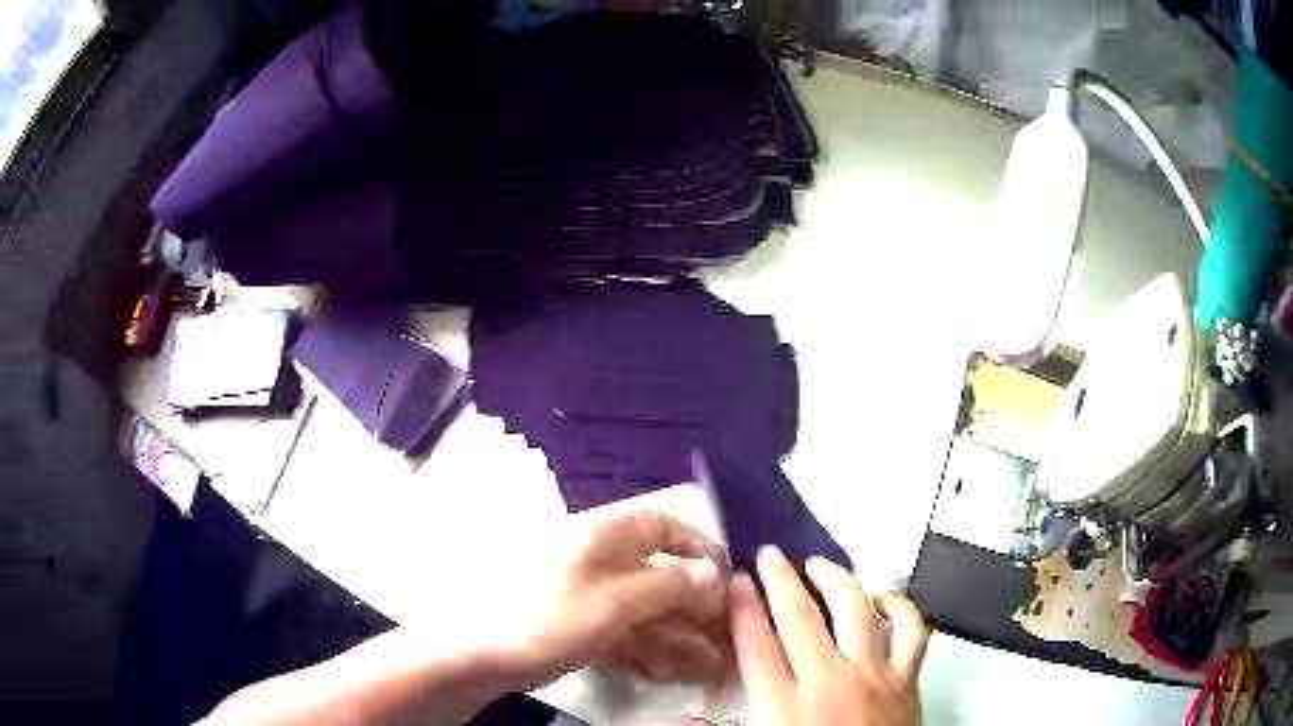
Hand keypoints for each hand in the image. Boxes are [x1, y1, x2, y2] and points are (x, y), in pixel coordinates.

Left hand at [505, 511, 730, 688]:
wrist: (482, 657)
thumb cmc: (550, 619)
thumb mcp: (615, 602)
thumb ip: (670, 585)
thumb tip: (713, 573)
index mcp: (603, 537)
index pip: (662, 525)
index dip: (698, 546)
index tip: (726, 576)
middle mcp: (600, 562)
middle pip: (662, 576)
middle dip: (696, 608)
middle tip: (727, 636)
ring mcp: (590, 598)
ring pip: (648, 611)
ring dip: (680, 636)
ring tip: (711, 665)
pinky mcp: (583, 628)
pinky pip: (628, 633)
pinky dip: (651, 650)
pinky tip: (671, 670)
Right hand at [730, 546, 928, 725]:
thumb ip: (734, 724)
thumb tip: (691, 718)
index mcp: (786, 709)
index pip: (756, 647)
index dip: (742, 608)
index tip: (735, 581)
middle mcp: (830, 685)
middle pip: (801, 619)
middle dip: (779, 580)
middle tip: (769, 556)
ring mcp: (874, 678)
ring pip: (858, 612)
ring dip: (838, 581)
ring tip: (821, 565)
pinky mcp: (907, 681)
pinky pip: (912, 631)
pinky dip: (902, 607)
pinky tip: (886, 596)